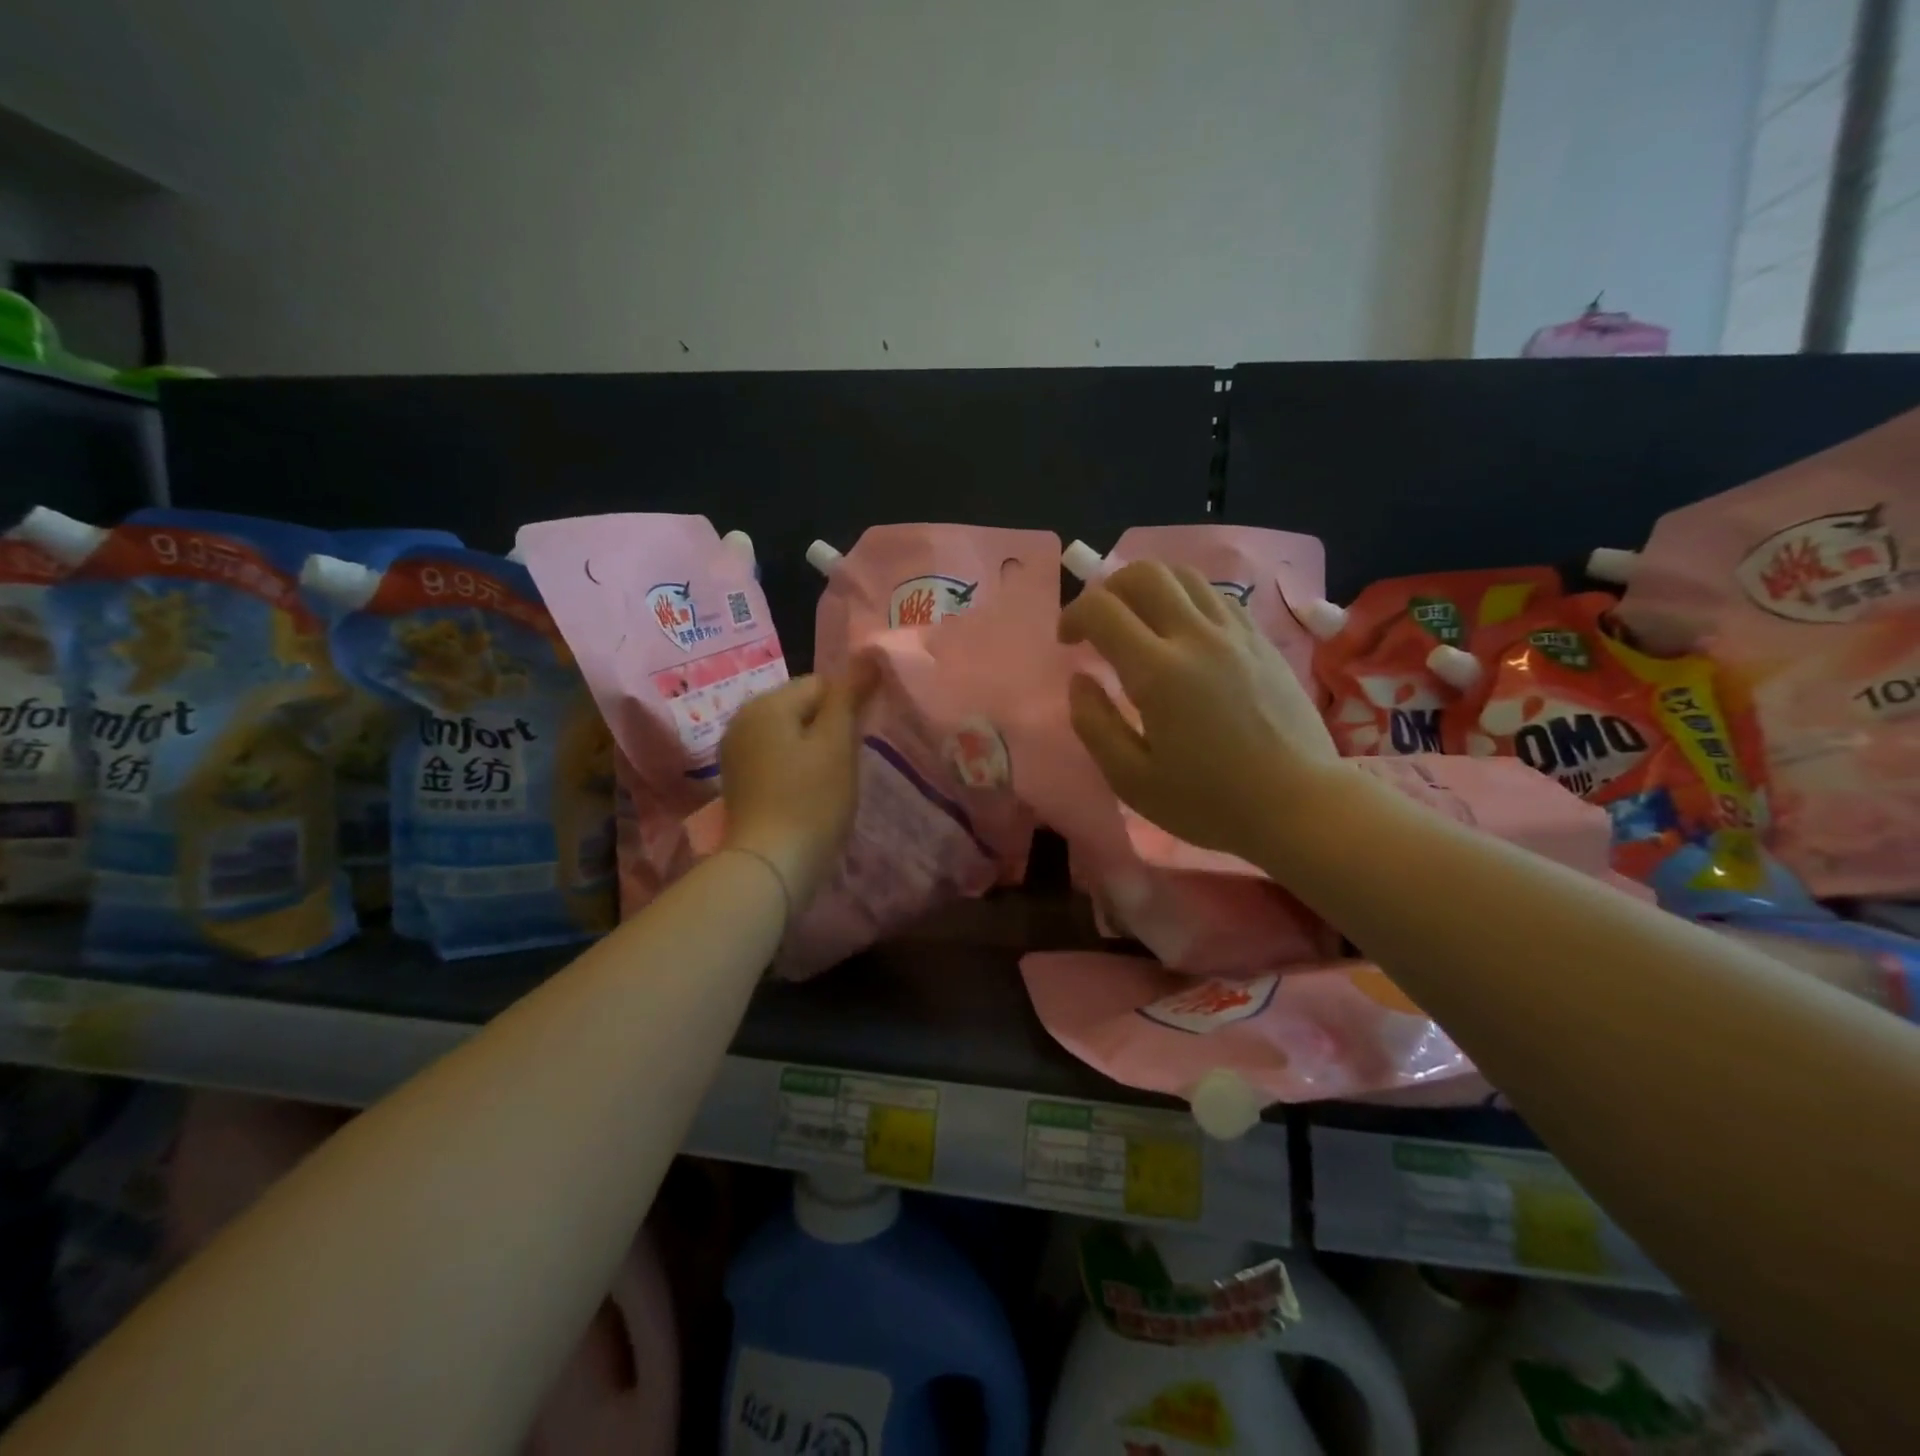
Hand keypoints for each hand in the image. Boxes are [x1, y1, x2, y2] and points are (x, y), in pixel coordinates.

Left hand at [719, 668, 873, 905]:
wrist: (770, 866)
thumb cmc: (811, 800)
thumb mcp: (837, 743)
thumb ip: (850, 695)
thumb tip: (868, 652)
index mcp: (765, 703)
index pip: (821, 683)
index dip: (847, 709)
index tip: (858, 742)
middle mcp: (742, 719)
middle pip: (802, 707)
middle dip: (829, 729)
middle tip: (845, 765)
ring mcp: (735, 752)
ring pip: (790, 735)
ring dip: (814, 751)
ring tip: (828, 783)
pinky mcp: (738, 781)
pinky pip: (776, 758)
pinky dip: (795, 770)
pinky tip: (807, 795)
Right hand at [1060, 560, 1345, 861]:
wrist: (1299, 805)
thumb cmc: (1209, 802)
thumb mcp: (1131, 780)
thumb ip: (1094, 724)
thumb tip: (1080, 680)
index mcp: (1158, 672)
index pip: (1103, 610)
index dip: (1074, 616)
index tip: (1067, 642)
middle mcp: (1197, 637)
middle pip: (1144, 574)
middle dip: (1109, 589)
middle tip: (1100, 625)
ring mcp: (1236, 633)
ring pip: (1184, 575)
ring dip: (1149, 588)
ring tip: (1140, 623)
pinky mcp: (1262, 640)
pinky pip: (1216, 596)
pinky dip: (1186, 599)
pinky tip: (1183, 634)